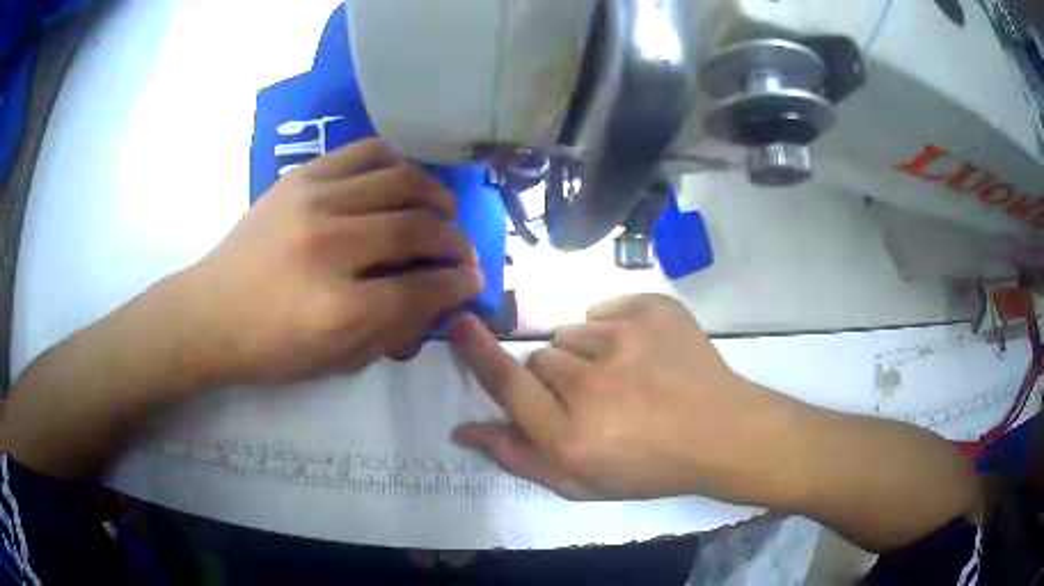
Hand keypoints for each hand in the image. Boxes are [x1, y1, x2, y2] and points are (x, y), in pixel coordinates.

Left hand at [181, 139, 482, 385]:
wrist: (208, 313)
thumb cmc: (269, 350)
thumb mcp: (335, 363)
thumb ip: (394, 331)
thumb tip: (440, 298)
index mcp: (338, 308)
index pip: (421, 288)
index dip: (458, 283)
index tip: (474, 279)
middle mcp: (329, 246)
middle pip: (416, 228)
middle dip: (454, 240)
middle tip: (462, 250)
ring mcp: (312, 202)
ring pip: (399, 179)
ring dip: (434, 196)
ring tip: (440, 211)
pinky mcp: (299, 177)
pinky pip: (365, 152)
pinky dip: (396, 164)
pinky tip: (402, 182)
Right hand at [449, 294, 795, 501]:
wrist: (723, 434)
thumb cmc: (652, 467)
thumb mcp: (582, 482)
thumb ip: (519, 457)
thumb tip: (463, 430)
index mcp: (571, 435)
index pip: (506, 383)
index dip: (476, 352)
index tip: (459, 323)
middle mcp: (591, 385)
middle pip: (541, 357)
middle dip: (556, 376)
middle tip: (594, 397)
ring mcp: (626, 340)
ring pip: (573, 332)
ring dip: (588, 353)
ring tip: (626, 377)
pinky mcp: (653, 310)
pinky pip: (606, 308)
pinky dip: (616, 327)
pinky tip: (645, 353)